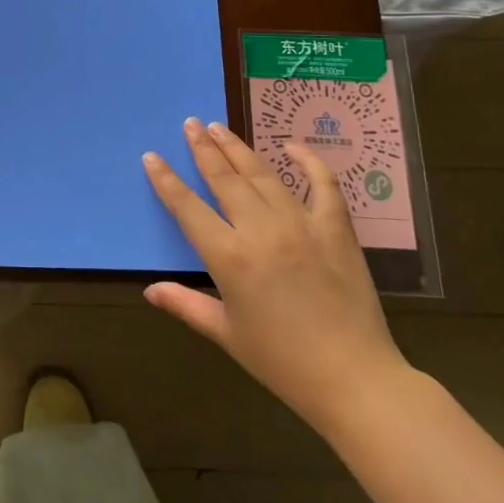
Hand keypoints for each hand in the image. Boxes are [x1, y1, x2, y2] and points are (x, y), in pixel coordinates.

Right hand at [141, 118, 412, 435]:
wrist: (354, 379)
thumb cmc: (281, 362)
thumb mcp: (226, 334)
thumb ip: (185, 305)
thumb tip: (149, 289)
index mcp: (229, 257)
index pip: (187, 207)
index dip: (166, 180)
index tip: (152, 156)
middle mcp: (261, 230)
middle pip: (224, 178)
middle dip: (203, 148)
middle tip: (190, 124)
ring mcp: (301, 224)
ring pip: (263, 175)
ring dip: (239, 148)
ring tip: (219, 127)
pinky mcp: (335, 229)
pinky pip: (323, 184)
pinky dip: (309, 161)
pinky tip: (293, 145)